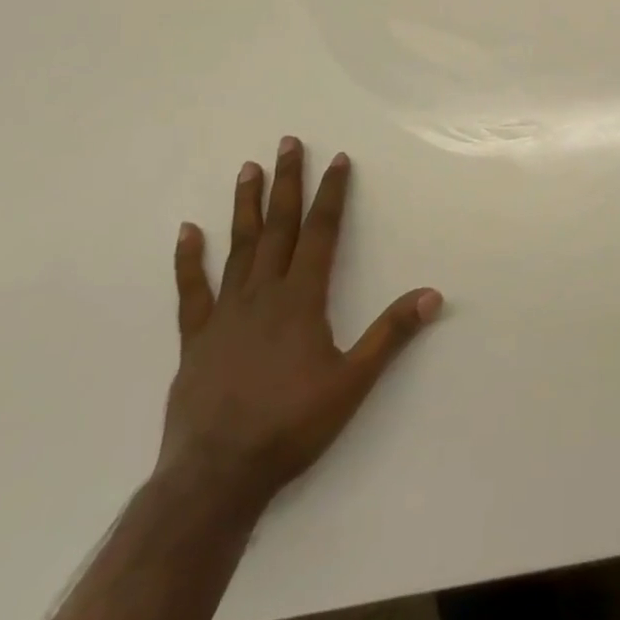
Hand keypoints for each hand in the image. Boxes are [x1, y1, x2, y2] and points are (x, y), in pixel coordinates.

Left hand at [160, 137, 441, 507]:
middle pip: (279, 226)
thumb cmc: (290, 426)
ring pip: (239, 246)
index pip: (321, 232)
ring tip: (248, 168)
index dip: (331, 193)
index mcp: (301, 298)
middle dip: (287, 182)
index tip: (337, 159)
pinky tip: (187, 230)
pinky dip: (188, 260)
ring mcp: (225, 313)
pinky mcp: (196, 338)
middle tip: (287, 143)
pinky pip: (191, 291)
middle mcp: (263, 293)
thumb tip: (433, 294)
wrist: (216, 477)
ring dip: (246, 206)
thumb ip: (391, 335)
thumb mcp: (352, 383)